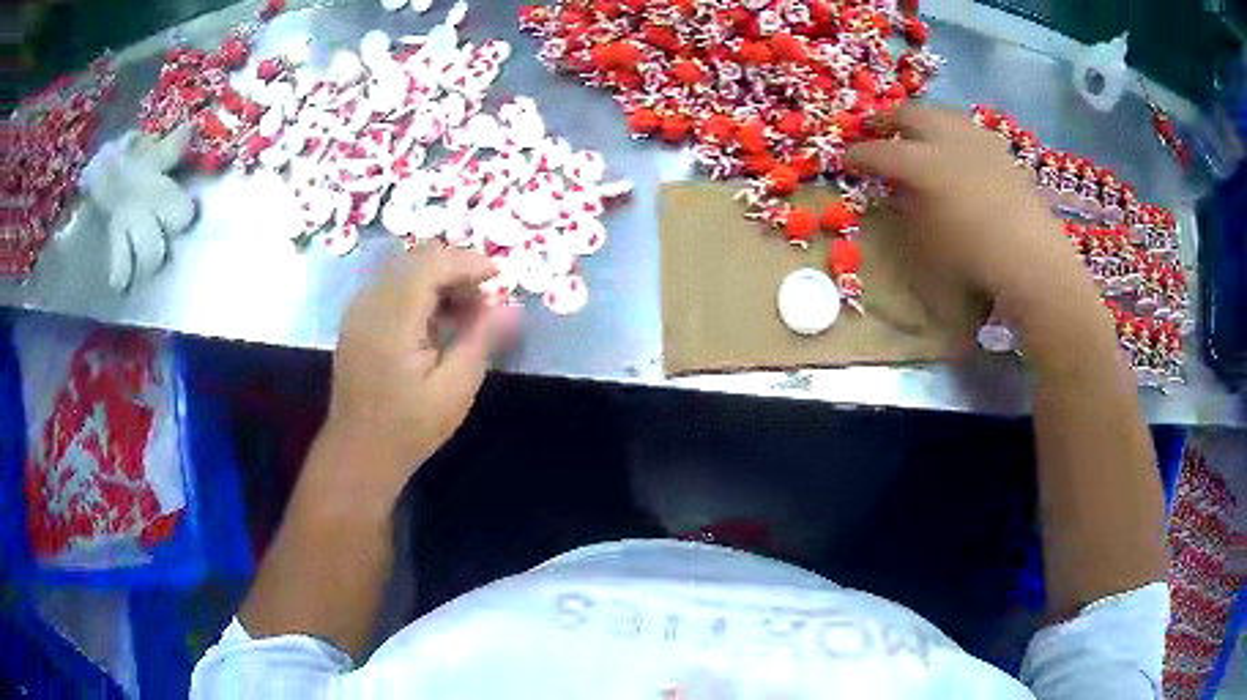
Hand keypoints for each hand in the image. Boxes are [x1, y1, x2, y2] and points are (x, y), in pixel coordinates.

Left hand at [316, 245, 515, 505]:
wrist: (358, 453)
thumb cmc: (409, 428)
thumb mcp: (455, 389)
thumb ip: (481, 340)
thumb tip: (512, 307)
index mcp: (392, 320)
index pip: (431, 264)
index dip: (467, 262)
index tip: (499, 277)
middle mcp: (369, 304)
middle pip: (415, 259)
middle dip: (454, 267)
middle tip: (483, 298)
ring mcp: (358, 310)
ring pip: (402, 268)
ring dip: (437, 278)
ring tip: (464, 312)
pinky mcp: (356, 320)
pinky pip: (390, 285)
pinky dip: (418, 290)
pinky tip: (434, 321)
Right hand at [846, 106, 1097, 317]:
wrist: (1032, 261)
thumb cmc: (973, 259)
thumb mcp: (927, 242)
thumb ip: (909, 208)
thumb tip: (900, 189)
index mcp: (923, 164)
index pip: (881, 152)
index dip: (859, 154)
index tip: (846, 157)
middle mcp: (949, 140)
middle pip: (910, 114)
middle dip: (887, 119)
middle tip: (875, 129)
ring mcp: (979, 141)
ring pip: (942, 114)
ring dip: (923, 120)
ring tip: (916, 132)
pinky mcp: (1002, 151)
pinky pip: (969, 129)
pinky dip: (954, 132)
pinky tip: (957, 147)